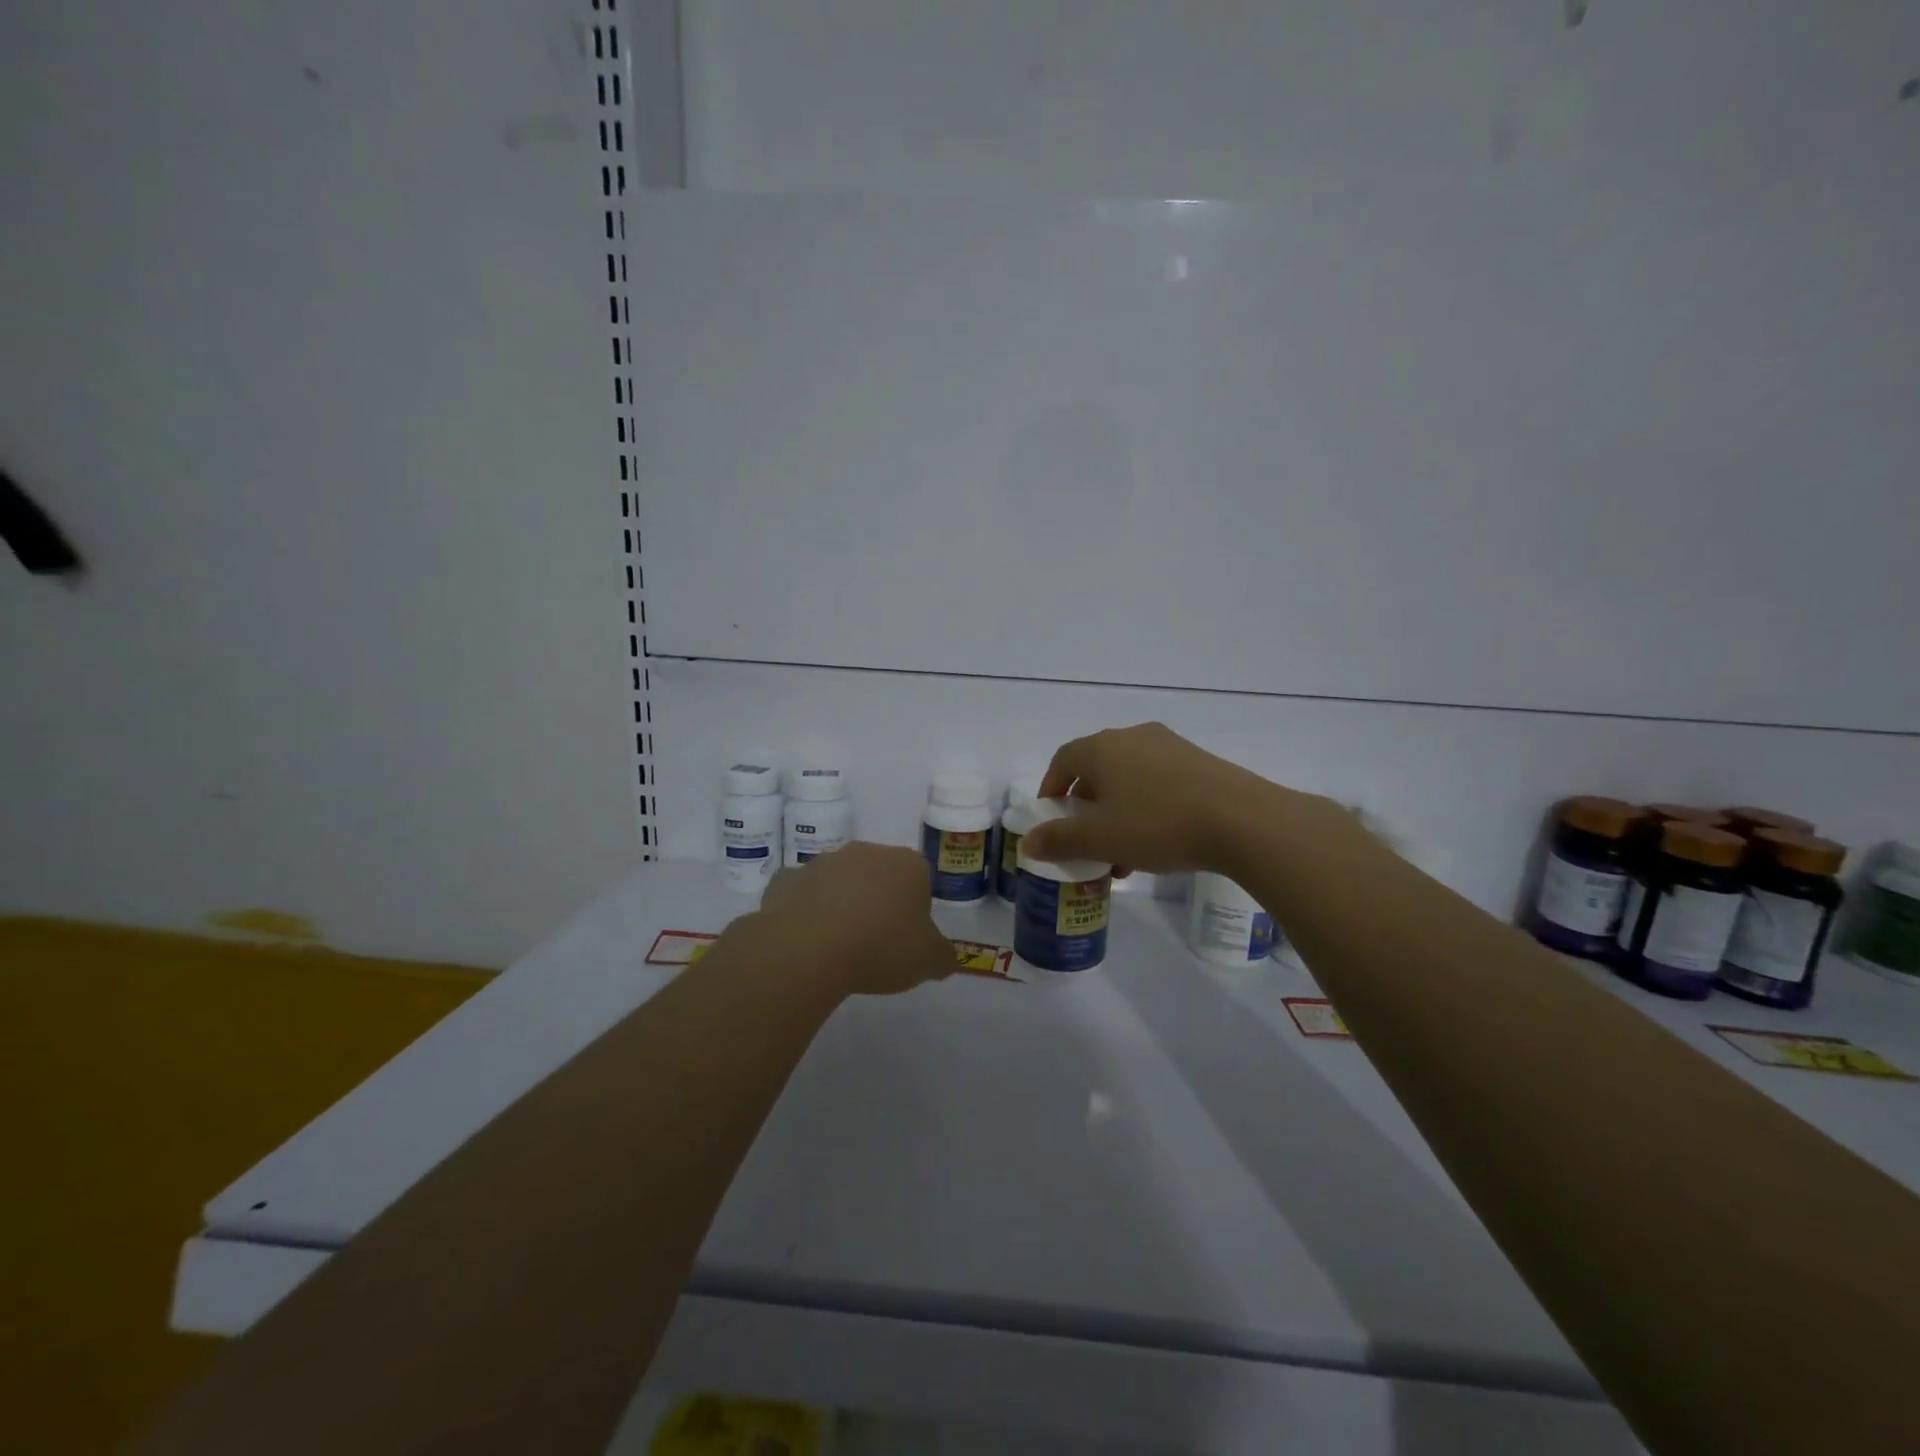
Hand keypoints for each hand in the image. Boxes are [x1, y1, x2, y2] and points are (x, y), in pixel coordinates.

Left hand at [755, 842, 954, 998]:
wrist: (809, 949)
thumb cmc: (881, 948)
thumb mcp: (928, 962)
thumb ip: (943, 957)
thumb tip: (947, 958)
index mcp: (907, 864)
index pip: (920, 879)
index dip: (915, 909)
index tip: (907, 937)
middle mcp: (866, 852)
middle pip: (879, 874)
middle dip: (879, 900)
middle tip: (875, 941)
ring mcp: (823, 862)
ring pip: (839, 881)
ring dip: (841, 903)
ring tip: (838, 946)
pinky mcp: (787, 879)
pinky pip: (802, 893)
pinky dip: (804, 910)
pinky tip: (805, 939)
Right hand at [1025, 722, 1340, 874]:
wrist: (1244, 820)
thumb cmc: (1158, 824)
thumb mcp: (1100, 839)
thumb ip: (1059, 839)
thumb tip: (1029, 841)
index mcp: (1102, 748)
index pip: (1062, 760)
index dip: (1050, 788)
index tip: (1049, 818)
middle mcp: (1133, 738)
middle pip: (1096, 770)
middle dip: (1085, 809)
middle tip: (1086, 843)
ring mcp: (1170, 747)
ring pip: (1128, 780)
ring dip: (1116, 814)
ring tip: (1122, 857)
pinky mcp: (1200, 762)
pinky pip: (1158, 783)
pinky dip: (1146, 809)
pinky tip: (1157, 845)